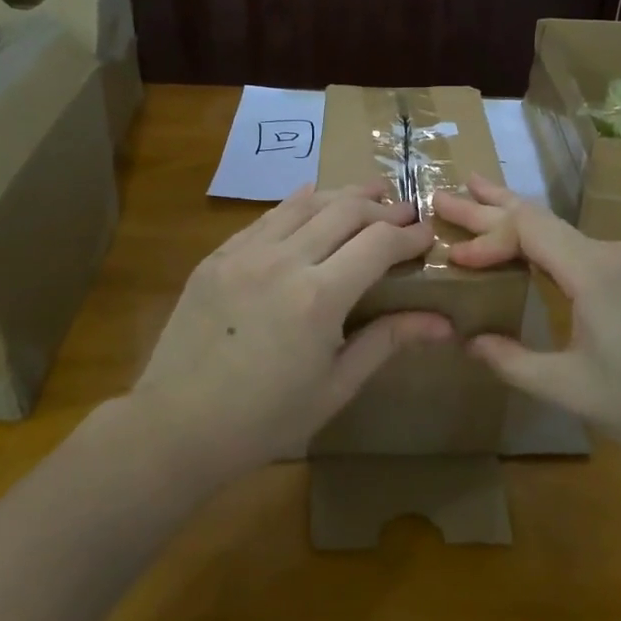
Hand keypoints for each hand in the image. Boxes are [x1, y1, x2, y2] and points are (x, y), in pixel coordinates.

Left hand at [126, 183, 450, 479]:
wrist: (176, 427)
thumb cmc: (265, 420)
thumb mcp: (335, 387)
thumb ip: (387, 341)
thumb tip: (444, 323)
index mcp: (319, 297)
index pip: (379, 242)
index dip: (410, 234)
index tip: (428, 235)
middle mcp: (284, 261)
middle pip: (346, 211)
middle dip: (384, 207)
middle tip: (406, 212)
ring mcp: (245, 253)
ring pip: (306, 203)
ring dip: (344, 195)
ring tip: (371, 193)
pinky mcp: (218, 256)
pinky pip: (267, 217)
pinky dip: (298, 203)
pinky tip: (312, 197)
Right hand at [430, 175, 620, 466]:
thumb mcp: (571, 390)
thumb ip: (513, 362)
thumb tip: (469, 342)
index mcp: (593, 270)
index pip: (527, 230)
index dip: (485, 237)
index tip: (451, 258)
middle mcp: (608, 252)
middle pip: (539, 218)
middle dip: (488, 206)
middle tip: (442, 194)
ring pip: (557, 228)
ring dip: (513, 216)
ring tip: (475, 194)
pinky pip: (574, 246)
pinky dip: (538, 238)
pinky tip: (522, 239)